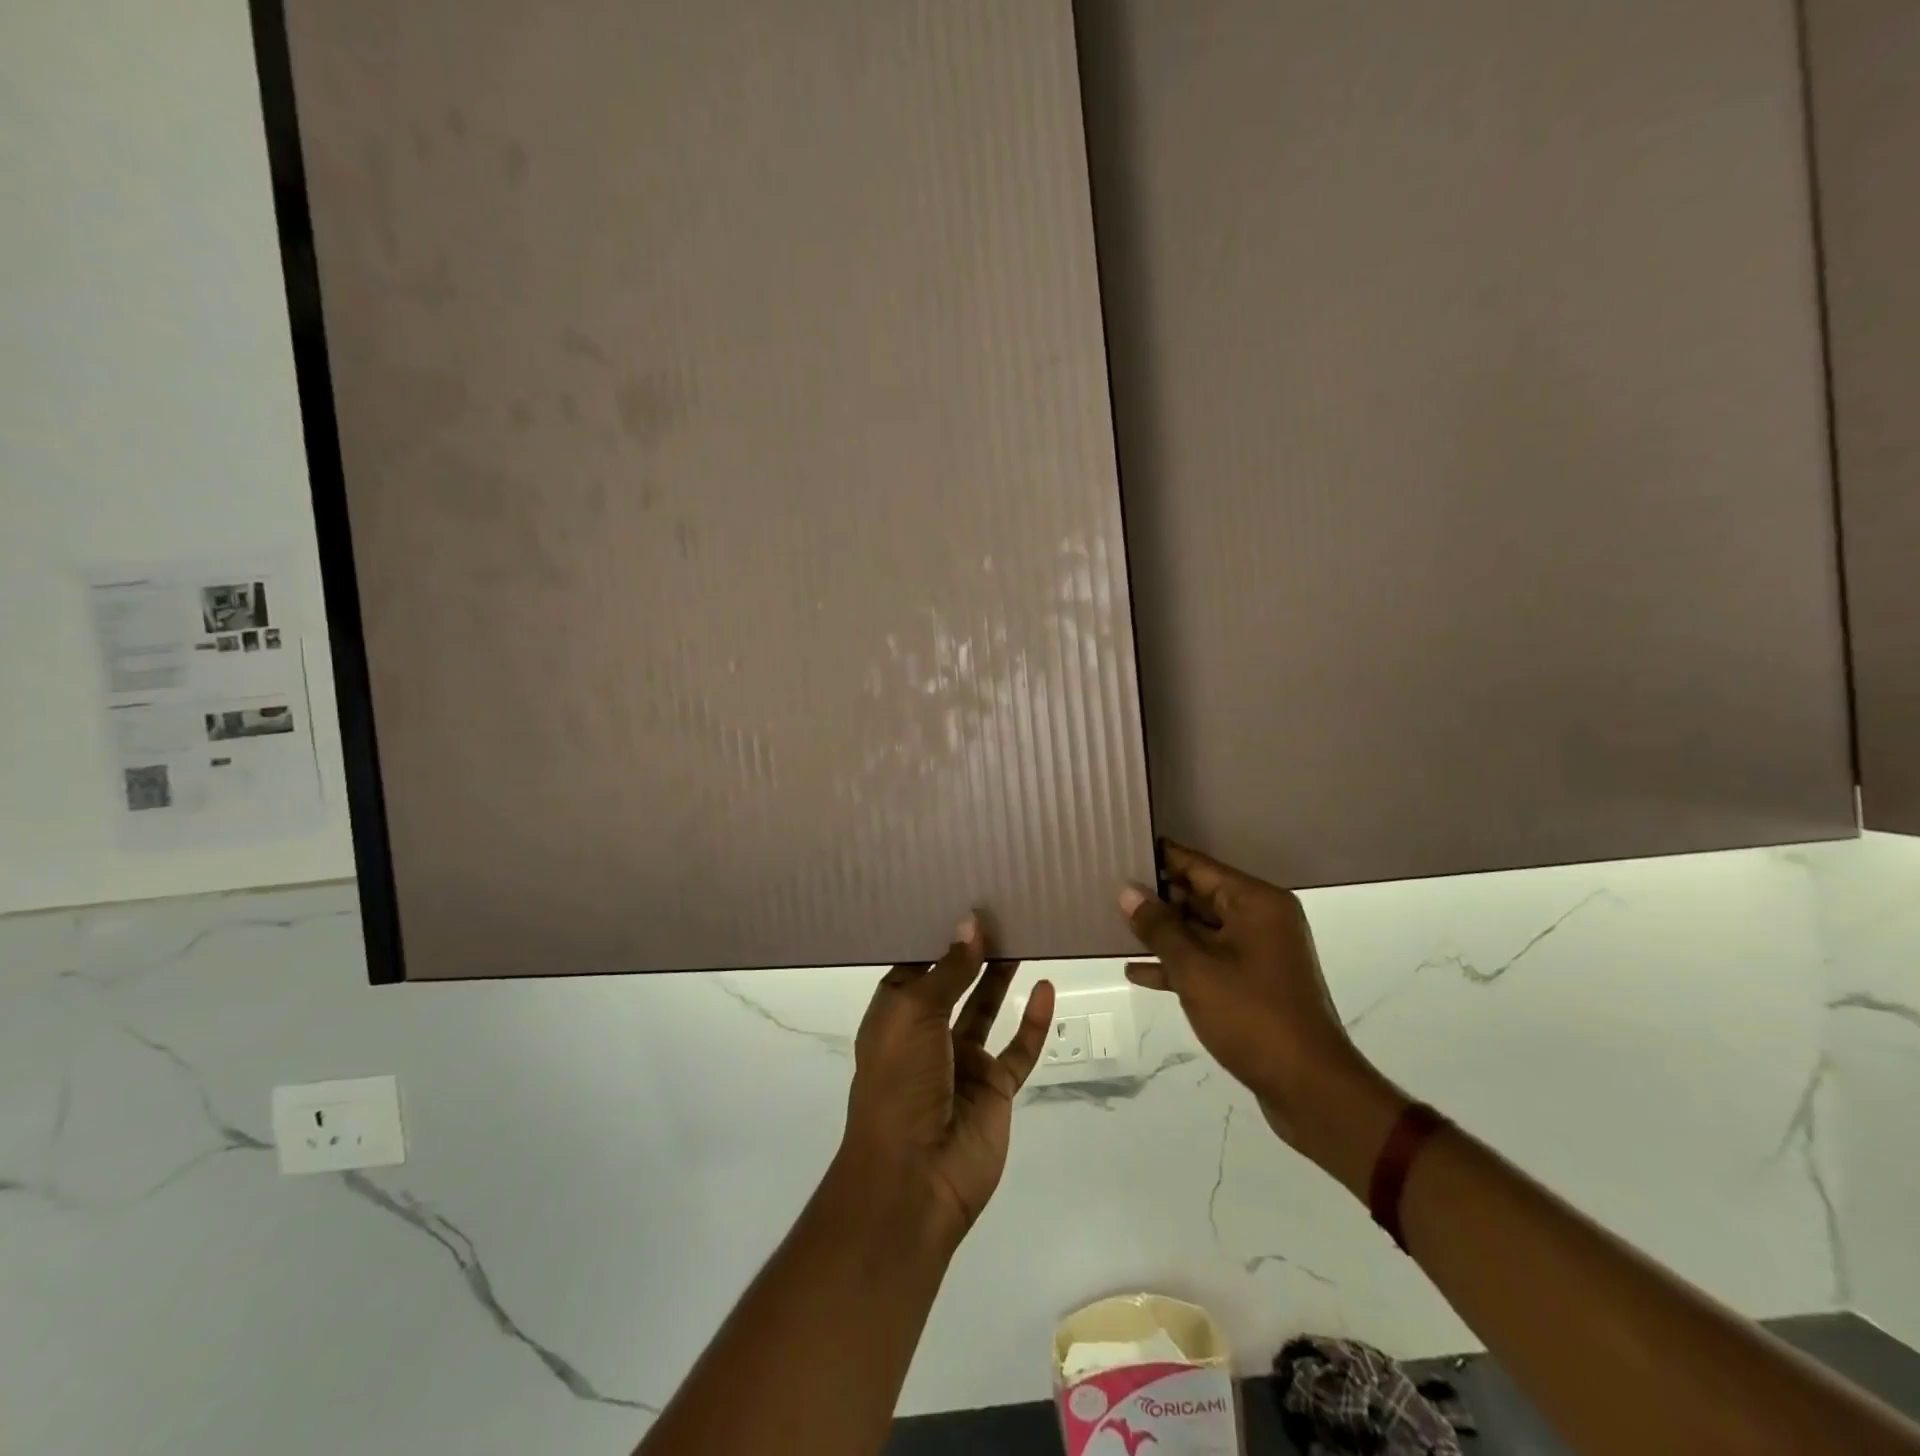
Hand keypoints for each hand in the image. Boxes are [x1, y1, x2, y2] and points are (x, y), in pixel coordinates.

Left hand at [838, 920, 1054, 1249]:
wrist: (914, 1177)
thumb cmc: (899, 1083)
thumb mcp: (914, 1015)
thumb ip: (948, 970)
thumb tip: (971, 925)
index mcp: (895, 1014)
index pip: (916, 963)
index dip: (936, 934)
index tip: (961, 898)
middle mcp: (926, 1032)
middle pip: (953, 981)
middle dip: (972, 950)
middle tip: (1000, 908)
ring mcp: (962, 1061)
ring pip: (985, 1008)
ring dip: (1000, 976)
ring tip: (1022, 935)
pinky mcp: (994, 1088)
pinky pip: (1018, 1049)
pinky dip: (1032, 1022)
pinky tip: (1045, 988)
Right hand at [1121, 842, 1377, 1146]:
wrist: (1309, 1088)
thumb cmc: (1252, 1017)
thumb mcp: (1195, 968)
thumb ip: (1158, 926)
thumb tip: (1127, 890)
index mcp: (1255, 903)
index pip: (1198, 865)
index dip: (1160, 858)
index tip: (1120, 848)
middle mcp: (1260, 919)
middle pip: (1199, 895)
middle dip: (1156, 897)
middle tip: (1107, 889)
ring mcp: (1258, 952)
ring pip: (1200, 930)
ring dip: (1162, 933)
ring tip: (1114, 927)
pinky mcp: (1253, 983)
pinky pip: (1208, 961)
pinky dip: (1177, 964)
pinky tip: (1137, 972)